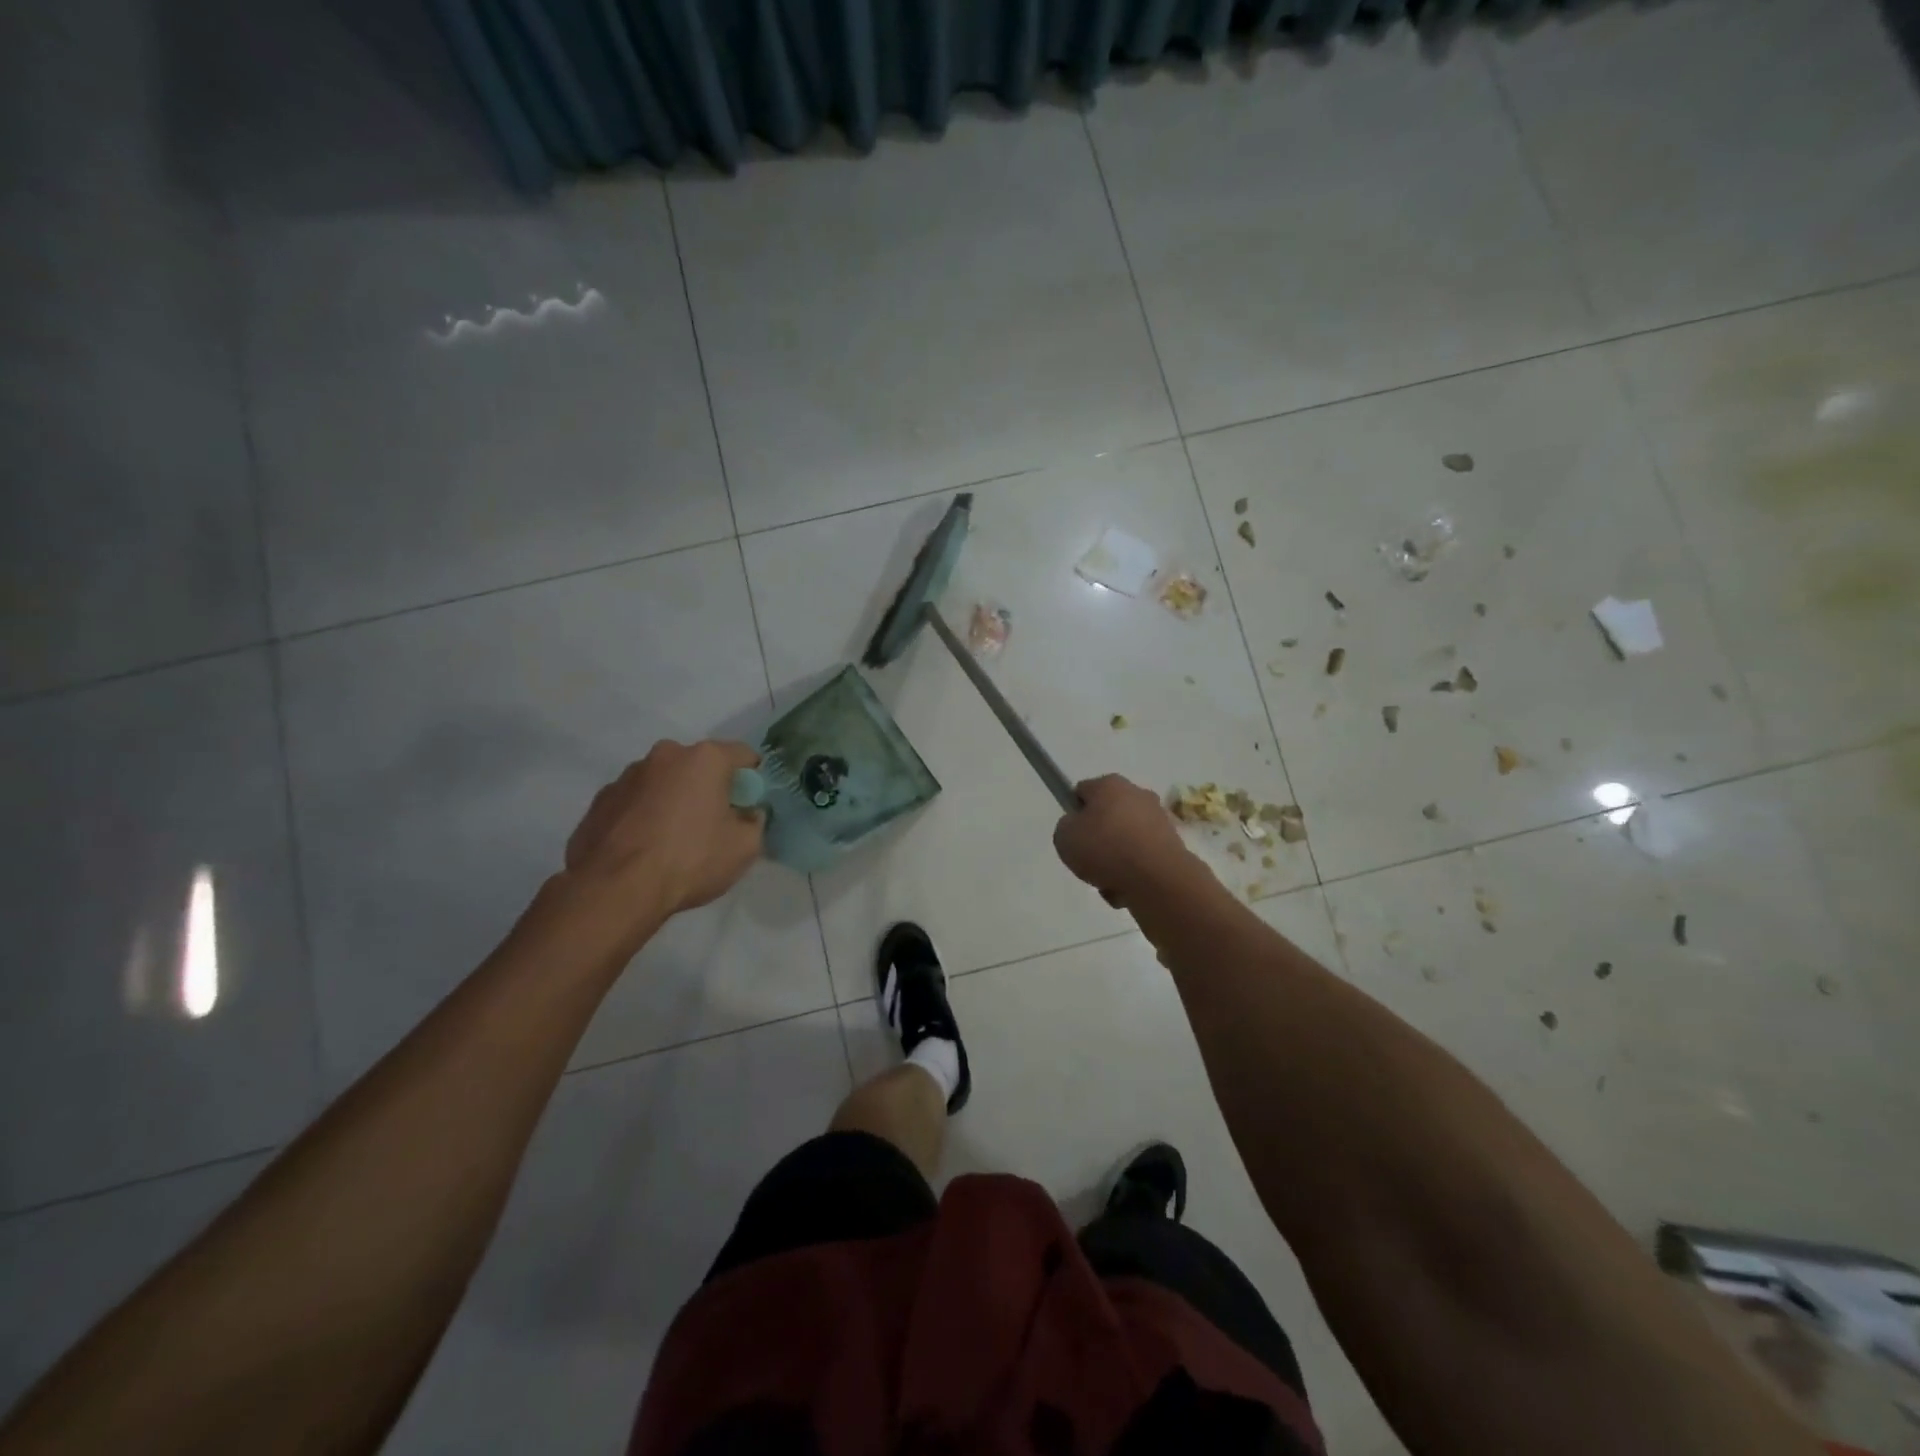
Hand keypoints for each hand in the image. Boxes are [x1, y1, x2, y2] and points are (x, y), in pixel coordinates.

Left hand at [565, 740, 763, 918]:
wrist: (616, 889)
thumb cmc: (690, 860)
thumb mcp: (745, 847)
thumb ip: (753, 821)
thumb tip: (746, 814)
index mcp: (704, 758)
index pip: (743, 755)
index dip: (751, 780)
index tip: (749, 806)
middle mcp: (664, 755)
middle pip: (698, 766)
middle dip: (707, 788)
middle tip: (711, 824)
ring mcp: (626, 776)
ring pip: (663, 783)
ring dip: (672, 801)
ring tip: (671, 841)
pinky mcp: (599, 801)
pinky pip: (634, 803)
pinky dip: (643, 817)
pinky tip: (643, 849)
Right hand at [1053, 775, 1199, 900]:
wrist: (1157, 880)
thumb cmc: (1105, 849)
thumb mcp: (1064, 837)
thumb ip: (1066, 827)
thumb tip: (1079, 828)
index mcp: (1110, 784)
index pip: (1083, 792)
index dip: (1073, 812)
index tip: (1071, 835)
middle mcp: (1138, 795)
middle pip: (1107, 816)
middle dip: (1098, 837)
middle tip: (1088, 859)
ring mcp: (1159, 820)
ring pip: (1125, 840)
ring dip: (1115, 858)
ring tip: (1107, 880)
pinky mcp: (1173, 845)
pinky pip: (1142, 859)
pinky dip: (1133, 872)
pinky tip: (1127, 887)